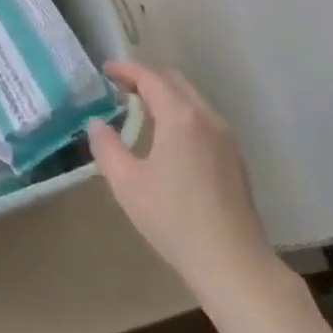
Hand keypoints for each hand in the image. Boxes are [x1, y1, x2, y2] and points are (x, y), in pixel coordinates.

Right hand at [88, 61, 285, 306]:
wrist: (233, 262)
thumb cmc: (174, 219)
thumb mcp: (127, 184)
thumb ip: (107, 147)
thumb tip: (97, 124)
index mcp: (180, 117)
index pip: (150, 77)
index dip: (126, 69)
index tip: (105, 70)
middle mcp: (207, 117)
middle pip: (175, 82)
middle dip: (147, 79)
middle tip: (121, 90)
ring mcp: (226, 137)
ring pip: (192, 100)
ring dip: (166, 97)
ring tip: (141, 112)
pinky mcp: (235, 157)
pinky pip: (204, 119)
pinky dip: (182, 115)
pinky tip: (169, 140)